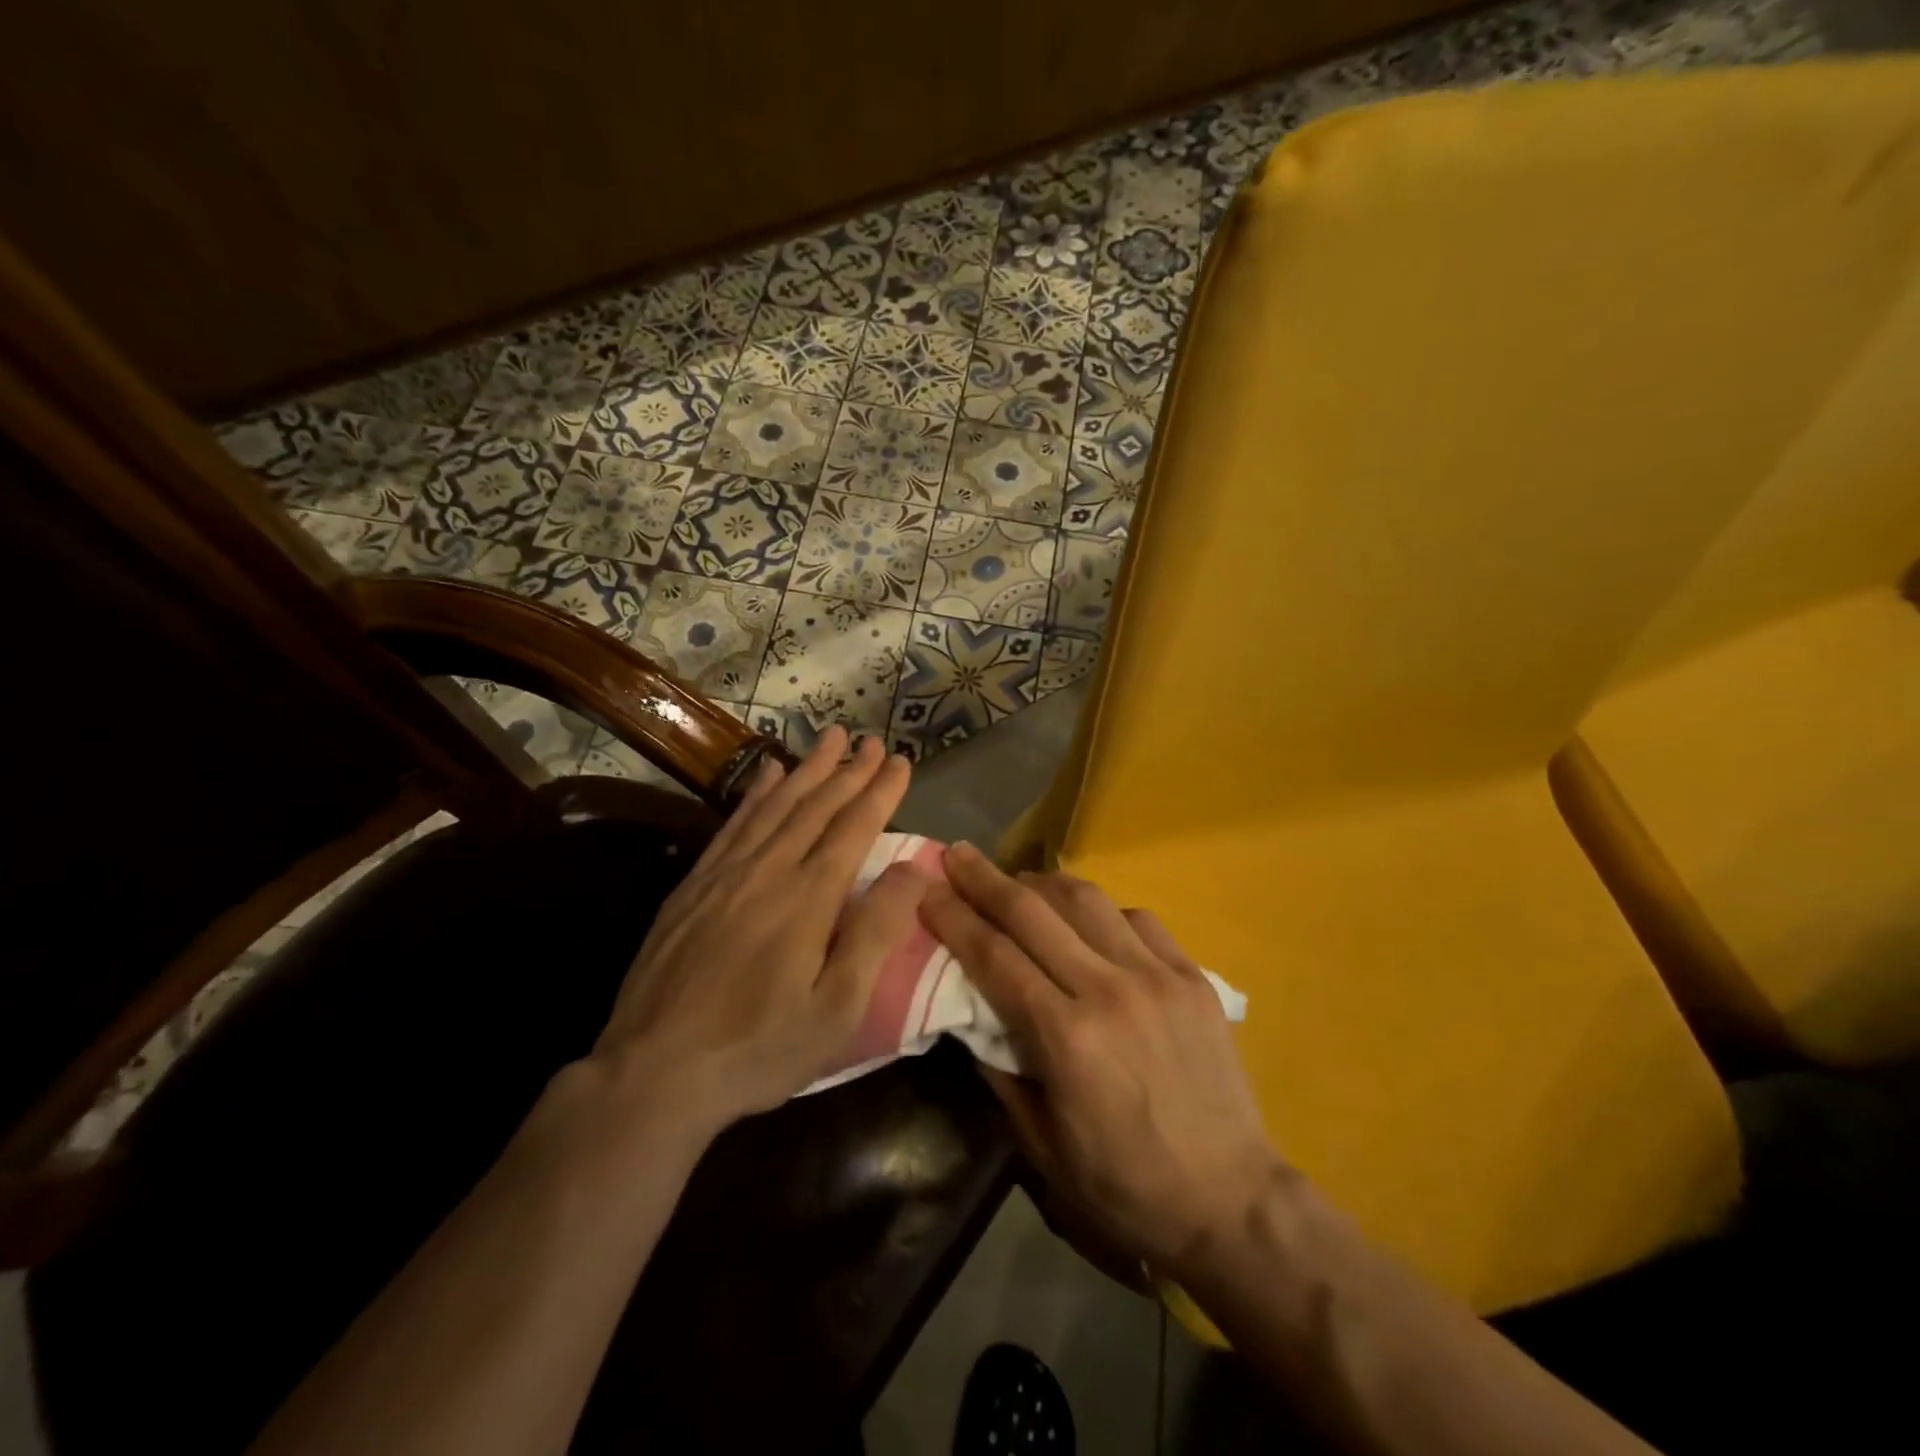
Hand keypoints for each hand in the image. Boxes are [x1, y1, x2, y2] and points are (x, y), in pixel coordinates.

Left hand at [592, 728, 927, 1137]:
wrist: (653, 1072)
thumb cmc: (759, 1048)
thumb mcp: (836, 1007)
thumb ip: (876, 932)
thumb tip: (914, 868)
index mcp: (808, 897)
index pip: (854, 828)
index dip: (880, 791)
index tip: (901, 761)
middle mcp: (768, 870)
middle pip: (815, 806)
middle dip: (849, 770)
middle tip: (872, 739)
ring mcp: (725, 874)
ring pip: (775, 805)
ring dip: (807, 769)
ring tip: (829, 738)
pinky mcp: (693, 886)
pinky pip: (733, 824)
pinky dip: (756, 794)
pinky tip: (768, 775)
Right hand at [921, 843, 1286, 1276]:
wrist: (1231, 1200)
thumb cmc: (1126, 1186)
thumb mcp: (1043, 1146)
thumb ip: (1001, 1072)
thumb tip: (970, 1017)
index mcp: (1067, 1038)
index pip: (995, 956)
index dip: (955, 917)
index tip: (927, 888)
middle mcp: (1110, 991)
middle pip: (1033, 912)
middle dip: (986, 879)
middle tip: (957, 854)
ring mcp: (1157, 976)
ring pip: (1087, 900)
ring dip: (1042, 881)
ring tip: (1016, 878)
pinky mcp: (1192, 976)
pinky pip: (1138, 918)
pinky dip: (1101, 910)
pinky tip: (1087, 919)